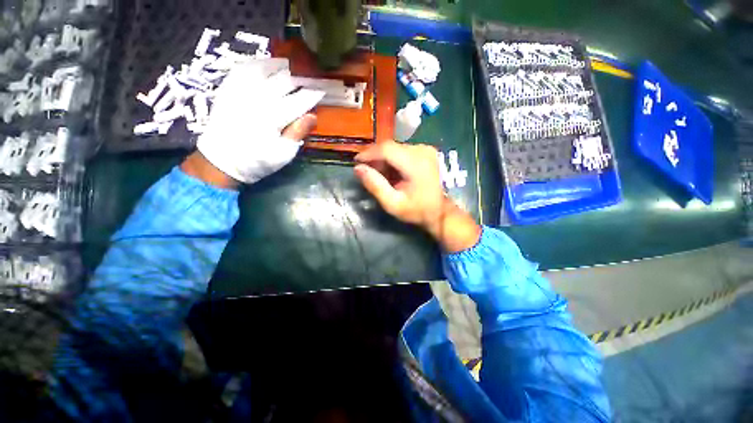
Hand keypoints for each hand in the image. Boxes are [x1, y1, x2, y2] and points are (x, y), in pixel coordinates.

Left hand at [195, 59, 321, 184]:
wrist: (221, 160)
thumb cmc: (257, 161)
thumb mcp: (283, 154)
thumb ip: (298, 133)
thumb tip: (313, 116)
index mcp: (273, 118)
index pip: (299, 101)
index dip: (312, 94)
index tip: (323, 91)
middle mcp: (257, 99)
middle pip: (284, 82)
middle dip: (301, 78)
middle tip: (312, 78)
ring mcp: (240, 90)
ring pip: (264, 69)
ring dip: (281, 66)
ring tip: (292, 67)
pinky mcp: (228, 88)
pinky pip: (244, 68)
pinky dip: (258, 63)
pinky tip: (267, 64)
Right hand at [354, 140, 480, 252]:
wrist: (441, 211)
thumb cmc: (417, 210)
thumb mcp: (393, 204)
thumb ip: (375, 185)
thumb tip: (358, 168)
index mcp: (415, 163)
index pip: (386, 149)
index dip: (368, 153)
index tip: (356, 162)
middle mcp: (422, 150)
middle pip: (390, 147)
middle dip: (375, 157)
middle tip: (367, 171)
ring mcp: (426, 149)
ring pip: (396, 148)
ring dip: (384, 159)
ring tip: (378, 174)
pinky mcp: (426, 151)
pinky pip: (403, 150)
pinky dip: (393, 159)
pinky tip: (391, 172)